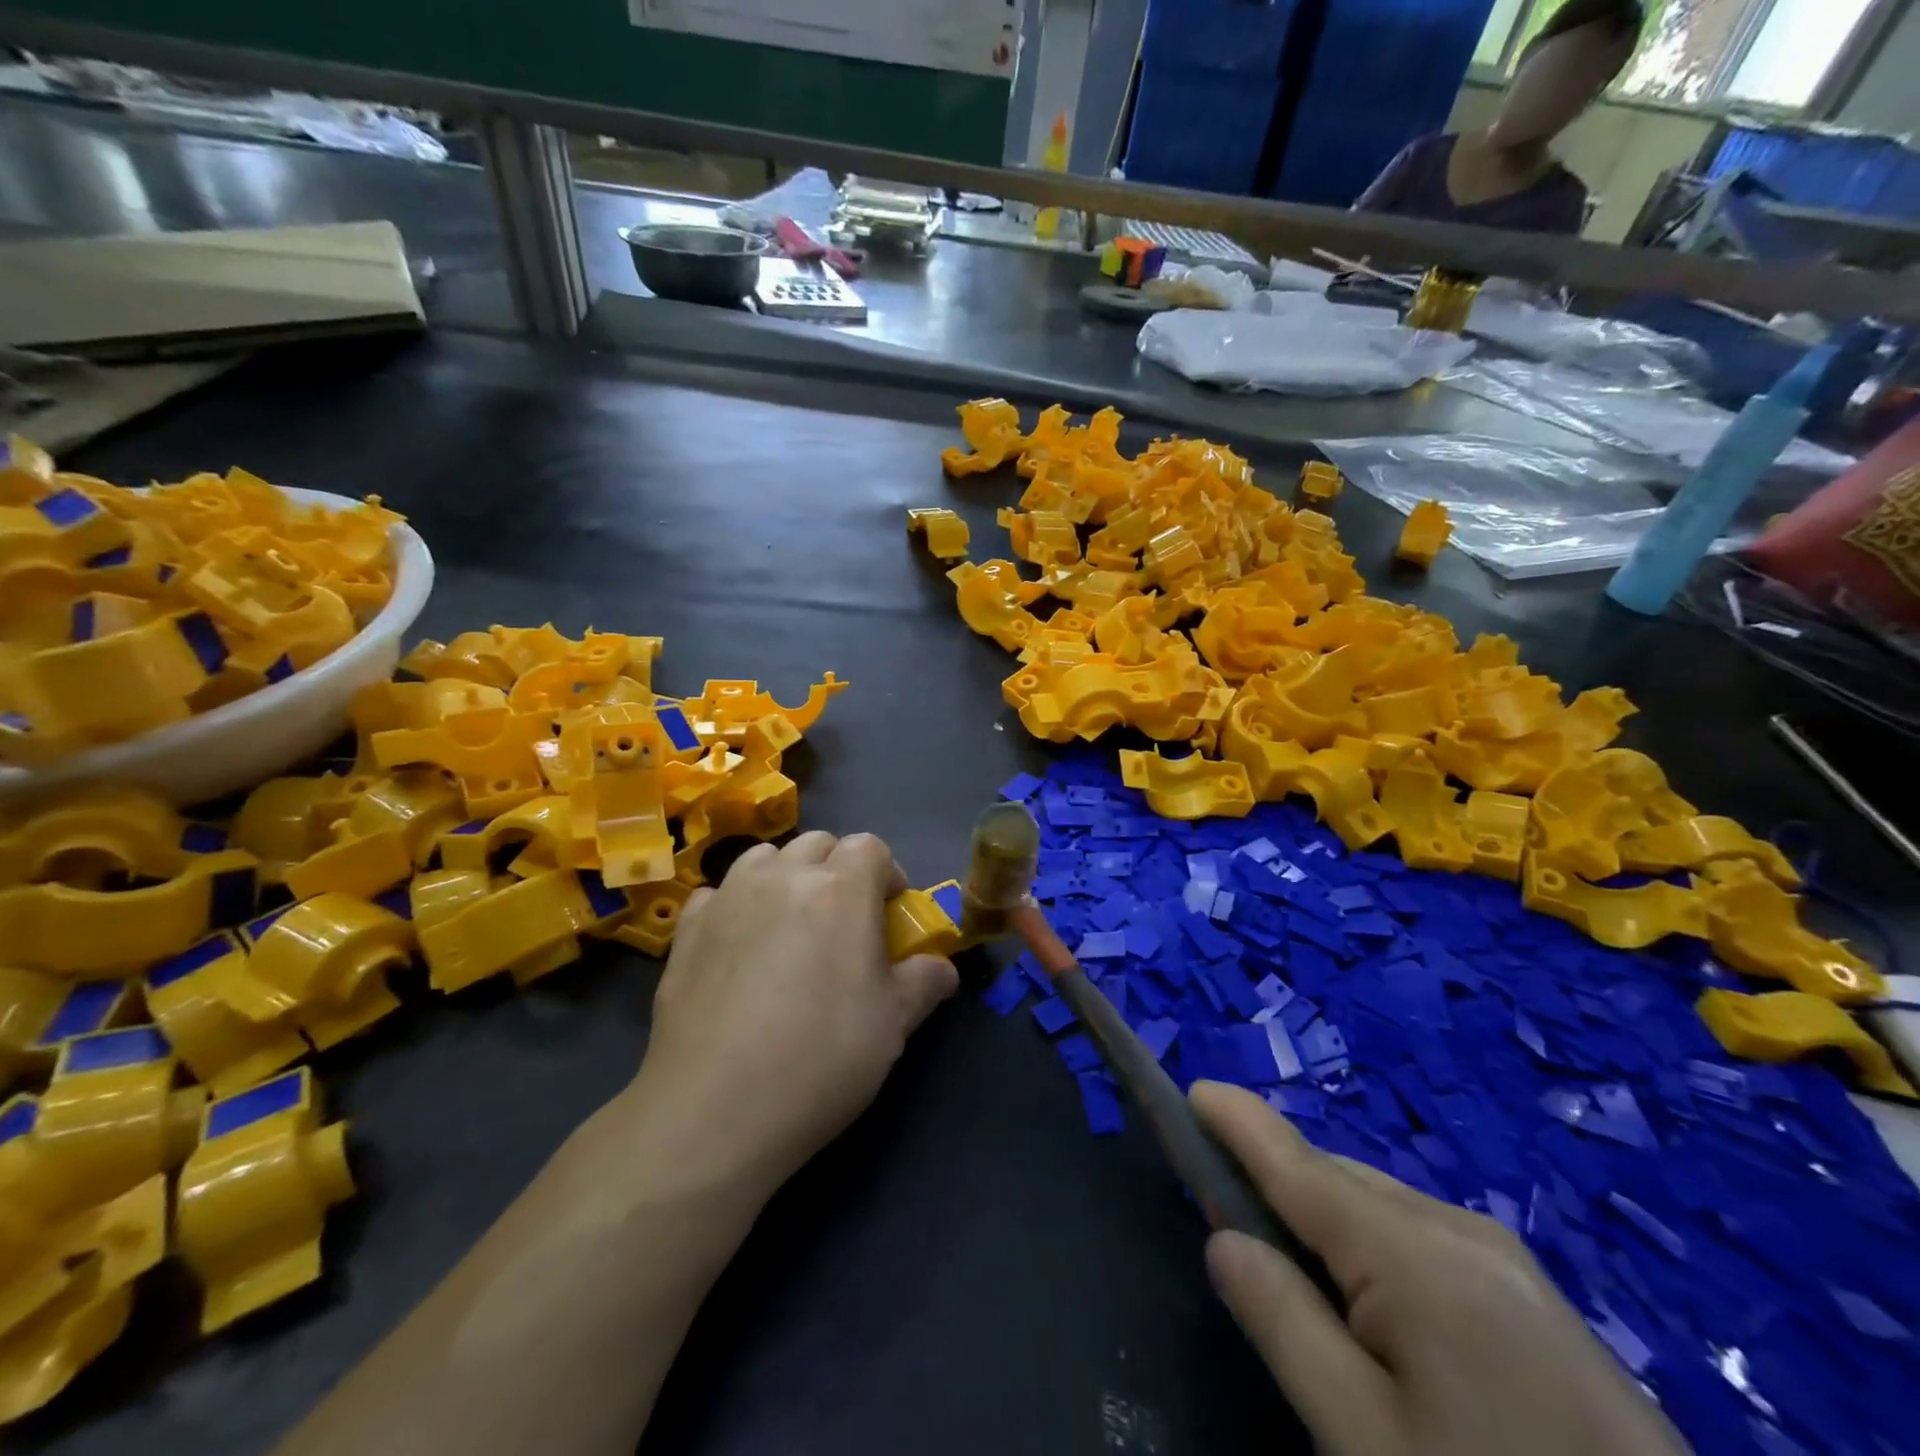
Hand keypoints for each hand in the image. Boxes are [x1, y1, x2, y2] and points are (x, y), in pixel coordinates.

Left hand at [623, 831, 958, 1202]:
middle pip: (818, 844)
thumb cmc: (820, 1058)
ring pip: (765, 858)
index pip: (870, 847)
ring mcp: (729, 897)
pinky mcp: (687, 928)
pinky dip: (736, 905)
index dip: (886, 874)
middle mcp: (783, 876)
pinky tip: (738, 947)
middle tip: (843, 920)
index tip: (889, 914)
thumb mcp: (894, 1024)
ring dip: (786, 876)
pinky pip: (719, 893)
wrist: (714, 1109)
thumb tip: (941, 966)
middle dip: (838, 869)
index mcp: (841, 889)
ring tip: (789, 925)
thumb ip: (926, 981)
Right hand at [1192, 1082, 1687, 1455]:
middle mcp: (1461, 1230)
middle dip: (1277, 1185)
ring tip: (1294, 1275)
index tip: (1193, 1089)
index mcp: (1416, 1252)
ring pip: (1382, 1210)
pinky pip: (1424, 1242)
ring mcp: (1508, 1262)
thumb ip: (1284, 1324)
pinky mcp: (1534, 1301)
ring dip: (1325, 1221)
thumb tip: (1224, 1239)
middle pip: (1338, 1182)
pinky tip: (1373, 1309)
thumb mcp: (1366, 1438)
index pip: (1298, 1163)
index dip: (1239, 1122)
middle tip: (1225, 1222)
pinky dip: (1373, 1249)